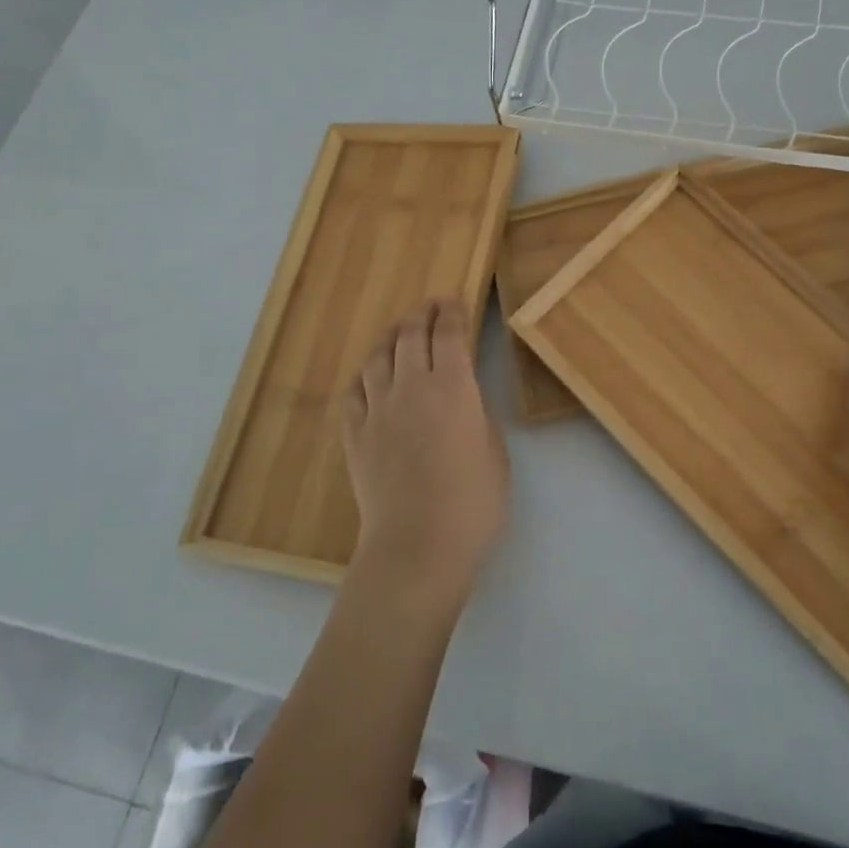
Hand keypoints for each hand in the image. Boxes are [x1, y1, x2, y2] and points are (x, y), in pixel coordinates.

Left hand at [340, 299, 509, 619]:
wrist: (418, 545)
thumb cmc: (473, 502)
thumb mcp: (495, 452)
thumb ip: (477, 416)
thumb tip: (463, 401)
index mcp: (454, 387)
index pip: (450, 335)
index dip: (452, 313)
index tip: (453, 301)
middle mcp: (412, 387)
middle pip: (411, 336)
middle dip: (421, 316)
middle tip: (428, 307)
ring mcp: (378, 410)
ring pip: (378, 358)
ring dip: (390, 338)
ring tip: (398, 332)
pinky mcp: (355, 435)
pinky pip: (354, 393)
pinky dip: (364, 377)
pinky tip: (369, 377)